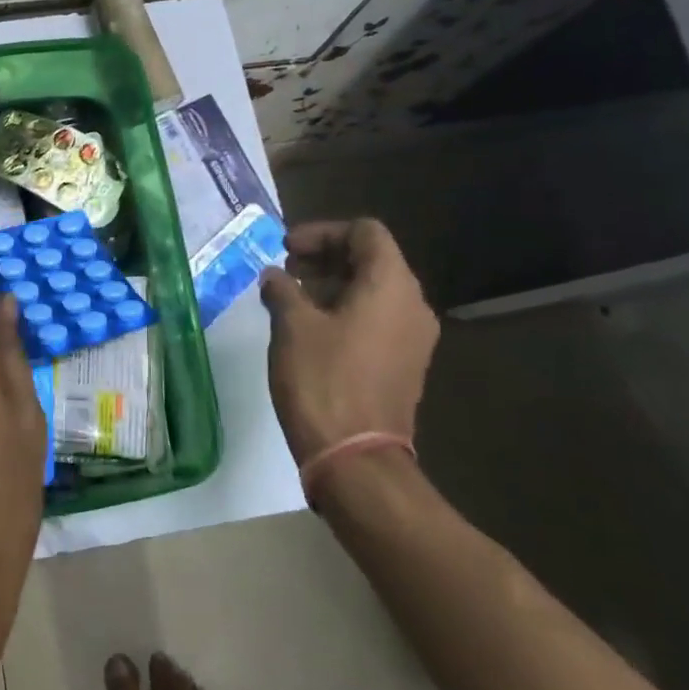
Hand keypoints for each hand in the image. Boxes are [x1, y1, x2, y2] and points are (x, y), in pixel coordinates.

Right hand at [259, 218, 438, 475]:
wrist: (355, 457)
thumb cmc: (322, 380)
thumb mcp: (292, 326)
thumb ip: (283, 289)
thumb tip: (275, 277)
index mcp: (391, 286)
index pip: (365, 233)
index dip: (323, 232)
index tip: (286, 249)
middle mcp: (412, 305)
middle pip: (372, 260)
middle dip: (325, 258)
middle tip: (284, 271)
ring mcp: (413, 338)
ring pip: (374, 291)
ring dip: (332, 286)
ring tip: (291, 299)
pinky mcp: (404, 364)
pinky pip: (377, 320)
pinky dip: (345, 311)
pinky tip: (310, 329)